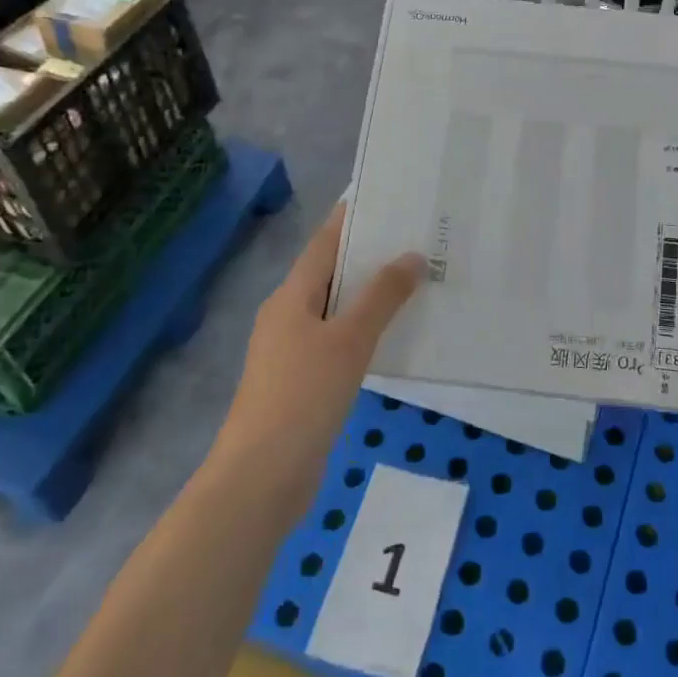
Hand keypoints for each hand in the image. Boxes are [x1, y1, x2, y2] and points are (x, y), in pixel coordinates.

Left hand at [220, 204, 424, 499]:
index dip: (352, 219)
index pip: (324, 243)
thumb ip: (382, 296)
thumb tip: (412, 256)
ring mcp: (291, 351)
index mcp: (290, 296)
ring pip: (335, 309)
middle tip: (416, 238)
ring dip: (369, 295)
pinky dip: (364, 330)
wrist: (261, 477)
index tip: (387, 199)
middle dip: (369, 256)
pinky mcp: (300, 382)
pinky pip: (337, 341)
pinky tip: (393, 335)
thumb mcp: (349, 340)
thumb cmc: (303, 396)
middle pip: (330, 273)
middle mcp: (287, 316)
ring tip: (415, 280)